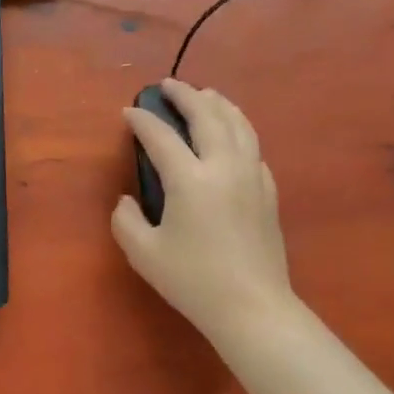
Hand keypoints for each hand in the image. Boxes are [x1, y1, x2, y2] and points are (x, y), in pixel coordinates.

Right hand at [112, 79, 295, 339]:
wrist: (253, 308)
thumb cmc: (194, 281)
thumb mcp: (144, 254)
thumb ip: (125, 220)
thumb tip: (127, 199)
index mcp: (190, 179)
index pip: (161, 136)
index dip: (141, 120)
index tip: (129, 111)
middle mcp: (224, 166)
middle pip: (207, 115)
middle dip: (185, 95)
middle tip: (168, 85)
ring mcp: (252, 176)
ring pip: (238, 124)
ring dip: (218, 103)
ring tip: (204, 94)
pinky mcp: (268, 191)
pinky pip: (253, 146)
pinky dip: (239, 129)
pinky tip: (232, 134)